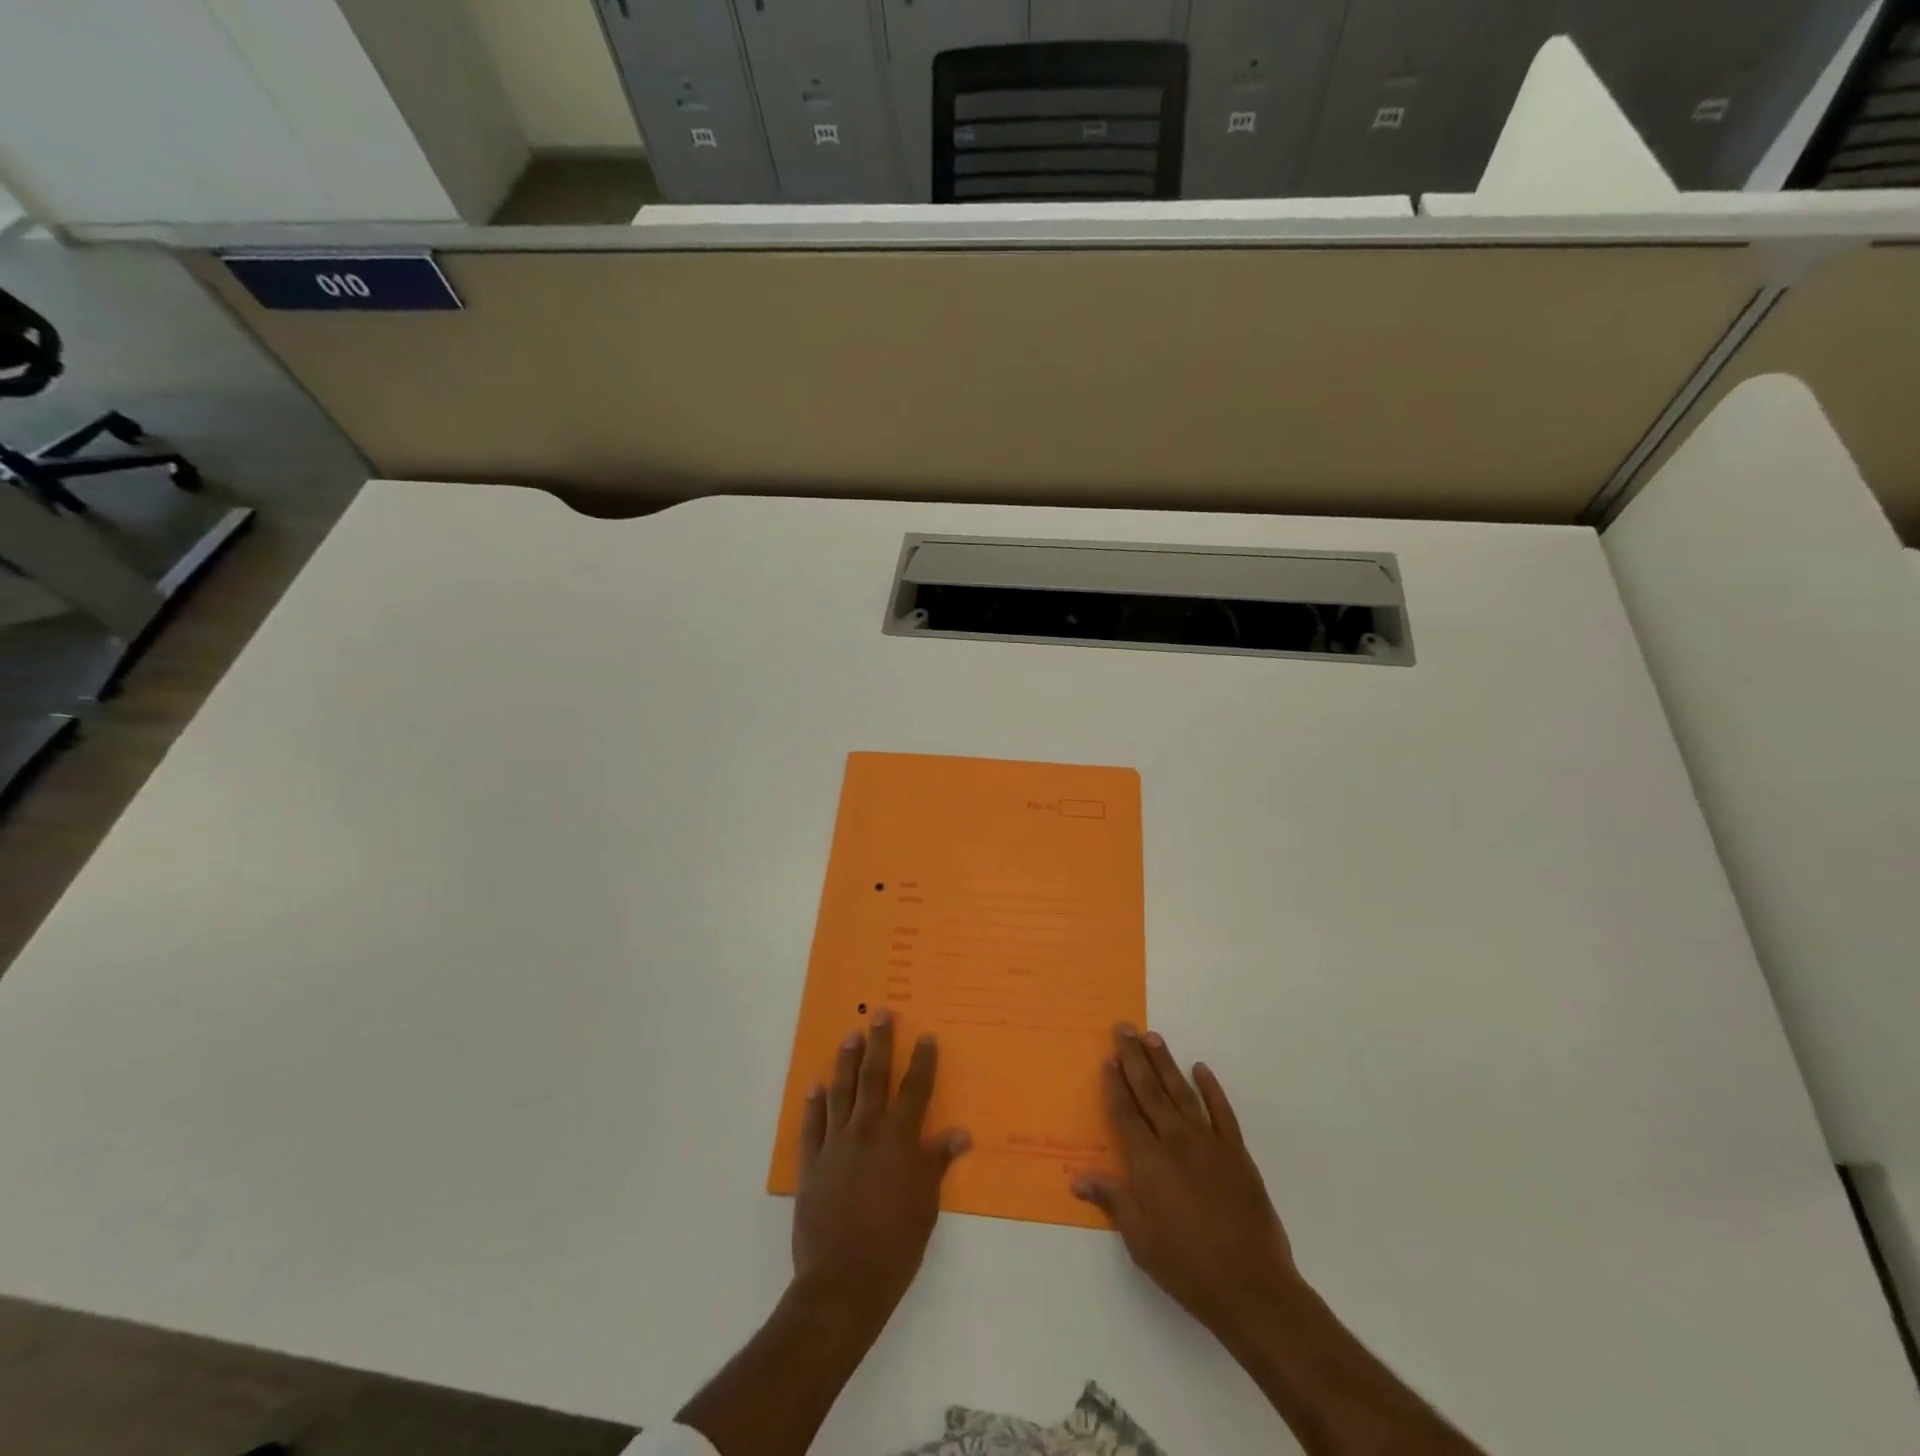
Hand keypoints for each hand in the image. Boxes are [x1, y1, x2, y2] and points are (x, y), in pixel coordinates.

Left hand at [792, 1010, 970, 1329]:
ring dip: (846, 1062)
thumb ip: (937, 1162)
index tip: (925, 1036)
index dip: (922, 1062)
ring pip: (841, 1092)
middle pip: (875, 1077)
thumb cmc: (895, 1245)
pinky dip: (814, 1104)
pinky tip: (815, 1087)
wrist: (843, 1282)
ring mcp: (836, 1144)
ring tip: (850, 1036)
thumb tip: (960, 1133)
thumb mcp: (926, 1205)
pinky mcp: (812, 1163)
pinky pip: (812, 1125)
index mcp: (900, 1140)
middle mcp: (868, 1131)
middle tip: (880, 1013)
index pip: (915, 1090)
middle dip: (880, 1043)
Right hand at [1071, 1024, 1301, 1344]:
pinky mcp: (1237, 1153)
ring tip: (1152, 1037)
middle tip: (1124, 1028)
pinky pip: (1222, 1111)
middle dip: (1134, 1059)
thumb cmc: (1188, 1267)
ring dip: (1166, 1063)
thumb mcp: (1141, 1240)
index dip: (1115, 1085)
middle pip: (1150, 1092)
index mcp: (1149, 1162)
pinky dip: (1211, 1088)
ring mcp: (1210, 1144)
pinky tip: (1201, 1069)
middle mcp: (1176, 1142)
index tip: (1107, 1058)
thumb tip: (1078, 1177)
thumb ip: (1113, 1200)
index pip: (1125, 1113)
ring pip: (1182, 1092)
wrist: (1253, 1288)